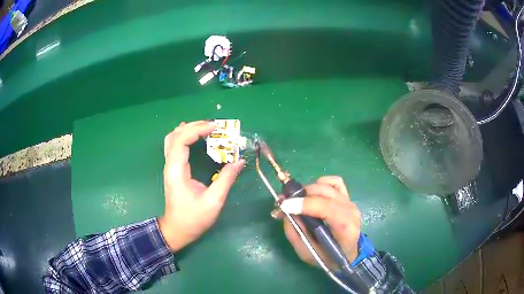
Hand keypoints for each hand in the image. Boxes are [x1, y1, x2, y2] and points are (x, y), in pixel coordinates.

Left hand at [158, 121, 244, 251]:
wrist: (177, 229)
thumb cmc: (194, 218)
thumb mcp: (213, 201)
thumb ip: (226, 179)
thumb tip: (239, 161)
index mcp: (177, 171)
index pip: (182, 140)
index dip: (197, 129)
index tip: (216, 128)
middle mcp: (170, 165)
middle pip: (175, 135)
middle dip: (194, 126)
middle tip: (214, 126)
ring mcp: (169, 167)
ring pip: (172, 139)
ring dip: (188, 129)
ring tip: (206, 128)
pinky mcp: (172, 169)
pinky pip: (174, 146)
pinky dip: (184, 137)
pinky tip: (193, 135)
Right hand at [276, 176, 360, 268]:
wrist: (347, 254)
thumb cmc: (328, 257)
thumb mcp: (307, 253)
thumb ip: (295, 233)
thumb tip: (285, 210)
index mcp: (345, 229)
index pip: (328, 209)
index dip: (305, 204)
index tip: (285, 205)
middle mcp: (350, 211)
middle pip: (325, 193)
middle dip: (301, 195)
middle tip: (283, 203)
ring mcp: (350, 202)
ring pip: (327, 186)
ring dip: (307, 190)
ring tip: (295, 200)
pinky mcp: (347, 197)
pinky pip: (334, 181)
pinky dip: (321, 183)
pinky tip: (312, 194)